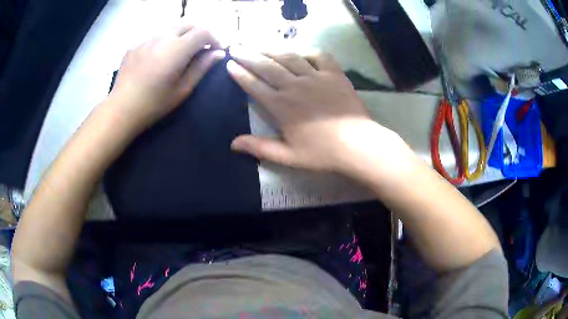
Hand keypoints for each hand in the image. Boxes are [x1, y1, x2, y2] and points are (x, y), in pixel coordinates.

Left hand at [110, 23, 224, 131]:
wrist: (121, 109)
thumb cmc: (154, 104)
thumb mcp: (182, 89)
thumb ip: (201, 68)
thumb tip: (217, 53)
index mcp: (176, 49)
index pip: (203, 32)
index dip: (214, 39)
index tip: (215, 51)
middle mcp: (162, 37)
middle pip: (188, 23)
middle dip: (199, 32)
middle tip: (200, 48)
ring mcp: (146, 39)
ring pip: (170, 28)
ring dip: (181, 35)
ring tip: (179, 52)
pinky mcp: (135, 45)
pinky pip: (155, 36)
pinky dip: (163, 41)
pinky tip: (158, 58)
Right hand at [227, 47, 413, 179]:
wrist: (357, 145)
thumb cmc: (322, 153)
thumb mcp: (288, 156)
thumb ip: (260, 148)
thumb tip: (233, 144)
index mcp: (281, 106)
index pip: (255, 86)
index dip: (240, 74)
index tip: (230, 64)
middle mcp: (295, 86)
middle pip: (267, 67)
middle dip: (248, 56)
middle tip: (236, 47)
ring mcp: (315, 77)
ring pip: (289, 57)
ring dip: (271, 50)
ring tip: (259, 45)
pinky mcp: (334, 74)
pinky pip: (320, 56)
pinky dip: (308, 52)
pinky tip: (300, 52)